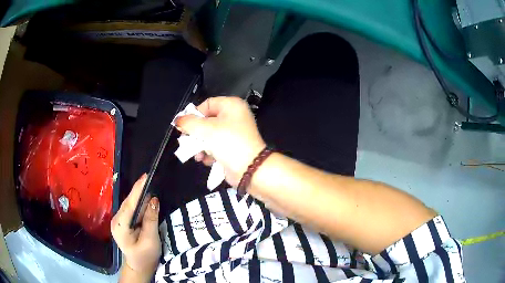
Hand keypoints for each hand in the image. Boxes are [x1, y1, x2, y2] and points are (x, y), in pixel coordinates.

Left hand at [111, 174, 160, 280]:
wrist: (139, 266)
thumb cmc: (146, 256)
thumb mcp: (150, 240)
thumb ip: (151, 219)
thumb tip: (154, 200)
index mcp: (120, 226)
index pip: (129, 204)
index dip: (137, 190)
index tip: (146, 176)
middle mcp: (116, 220)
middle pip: (128, 202)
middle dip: (139, 191)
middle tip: (151, 179)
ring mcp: (118, 221)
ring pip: (129, 205)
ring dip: (139, 196)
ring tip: (149, 186)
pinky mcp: (122, 222)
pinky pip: (130, 209)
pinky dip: (138, 203)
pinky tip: (145, 199)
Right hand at [176, 97, 265, 186]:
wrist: (249, 169)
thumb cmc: (228, 143)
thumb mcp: (206, 129)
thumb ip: (189, 123)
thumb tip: (178, 120)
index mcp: (232, 106)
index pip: (207, 104)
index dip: (194, 115)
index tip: (184, 126)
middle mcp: (234, 117)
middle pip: (207, 121)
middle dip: (196, 134)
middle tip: (186, 141)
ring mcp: (234, 133)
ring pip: (209, 136)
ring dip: (200, 146)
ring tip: (197, 154)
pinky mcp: (232, 148)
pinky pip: (215, 146)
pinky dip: (209, 153)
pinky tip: (206, 160)